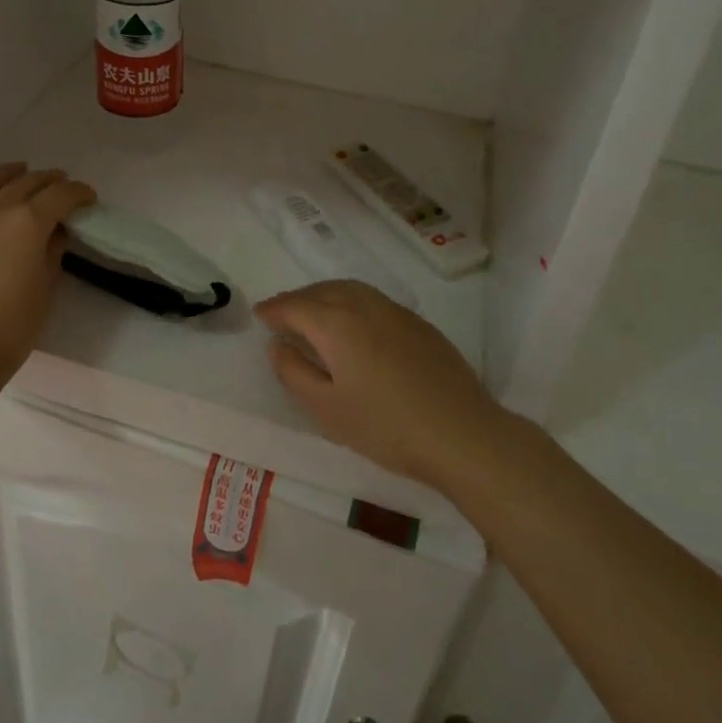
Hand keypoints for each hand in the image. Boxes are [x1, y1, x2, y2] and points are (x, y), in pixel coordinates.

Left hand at [0, 164, 94, 371]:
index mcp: (29, 221)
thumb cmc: (14, 323)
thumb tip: (55, 230)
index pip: (61, 194)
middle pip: (28, 181)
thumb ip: (54, 248)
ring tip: (22, 173)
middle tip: (62, 185)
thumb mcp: (47, 283)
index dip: (79, 192)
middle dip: (50, 180)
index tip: (88, 198)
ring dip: (13, 174)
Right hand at [256, 281, 501, 485]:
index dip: (274, 310)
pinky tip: (353, 324)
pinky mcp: (417, 323)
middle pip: (321, 291)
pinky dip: (350, 302)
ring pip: (349, 289)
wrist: (461, 433)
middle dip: (296, 299)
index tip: (260, 315)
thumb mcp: (327, 409)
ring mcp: (394, 311)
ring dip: (323, 295)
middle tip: (281, 314)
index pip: (294, 306)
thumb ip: (294, 372)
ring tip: (312, 313)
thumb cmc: (386, 426)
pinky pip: (372, 299)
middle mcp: (363, 305)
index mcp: (336, 323)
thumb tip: (277, 345)